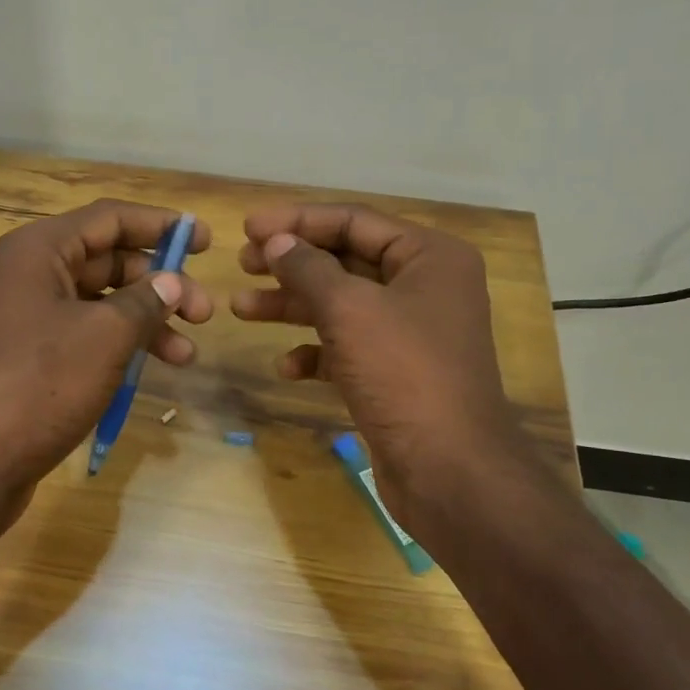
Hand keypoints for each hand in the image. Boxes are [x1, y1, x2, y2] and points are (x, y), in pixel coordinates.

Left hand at [0, 200, 213, 527]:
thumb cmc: (37, 385)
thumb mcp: (103, 337)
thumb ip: (144, 302)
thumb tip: (172, 281)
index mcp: (39, 251)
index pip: (110, 218)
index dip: (160, 225)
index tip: (206, 241)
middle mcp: (29, 277)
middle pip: (107, 262)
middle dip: (159, 283)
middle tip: (204, 312)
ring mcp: (25, 322)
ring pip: (98, 306)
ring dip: (145, 323)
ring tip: (186, 355)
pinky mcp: (28, 363)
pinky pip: (83, 340)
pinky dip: (117, 350)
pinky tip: (147, 374)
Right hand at [231, 203, 536, 533]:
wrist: (448, 468)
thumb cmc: (403, 373)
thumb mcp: (349, 310)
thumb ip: (308, 269)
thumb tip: (276, 242)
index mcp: (429, 257)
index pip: (354, 221)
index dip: (298, 222)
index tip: (247, 227)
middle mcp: (424, 287)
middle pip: (345, 261)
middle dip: (291, 264)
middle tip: (242, 264)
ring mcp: (409, 333)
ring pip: (340, 306)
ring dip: (292, 306)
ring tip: (241, 308)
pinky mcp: (394, 372)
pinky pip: (346, 348)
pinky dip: (314, 352)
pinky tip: (285, 367)